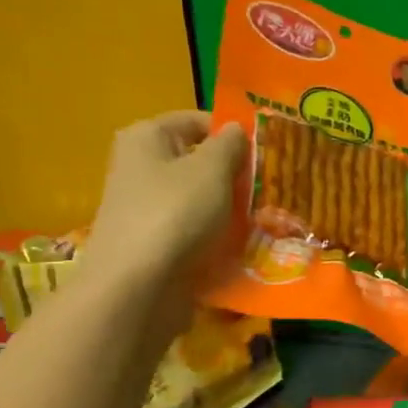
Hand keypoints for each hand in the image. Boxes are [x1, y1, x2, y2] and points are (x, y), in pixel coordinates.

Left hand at [83, 112, 245, 331]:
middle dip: (232, 175)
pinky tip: (240, 247)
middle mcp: (139, 167)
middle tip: (270, 187)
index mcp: (146, 137)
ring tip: (263, 219)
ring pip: (197, 200)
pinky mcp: (152, 244)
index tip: (265, 153)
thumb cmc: (175, 213)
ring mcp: (144, 208)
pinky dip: (213, 236)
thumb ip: (229, 145)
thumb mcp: (212, 170)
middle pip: (196, 162)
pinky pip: (191, 231)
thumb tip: (235, 128)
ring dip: (227, 209)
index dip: (232, 133)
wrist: (137, 286)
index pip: (196, 121)